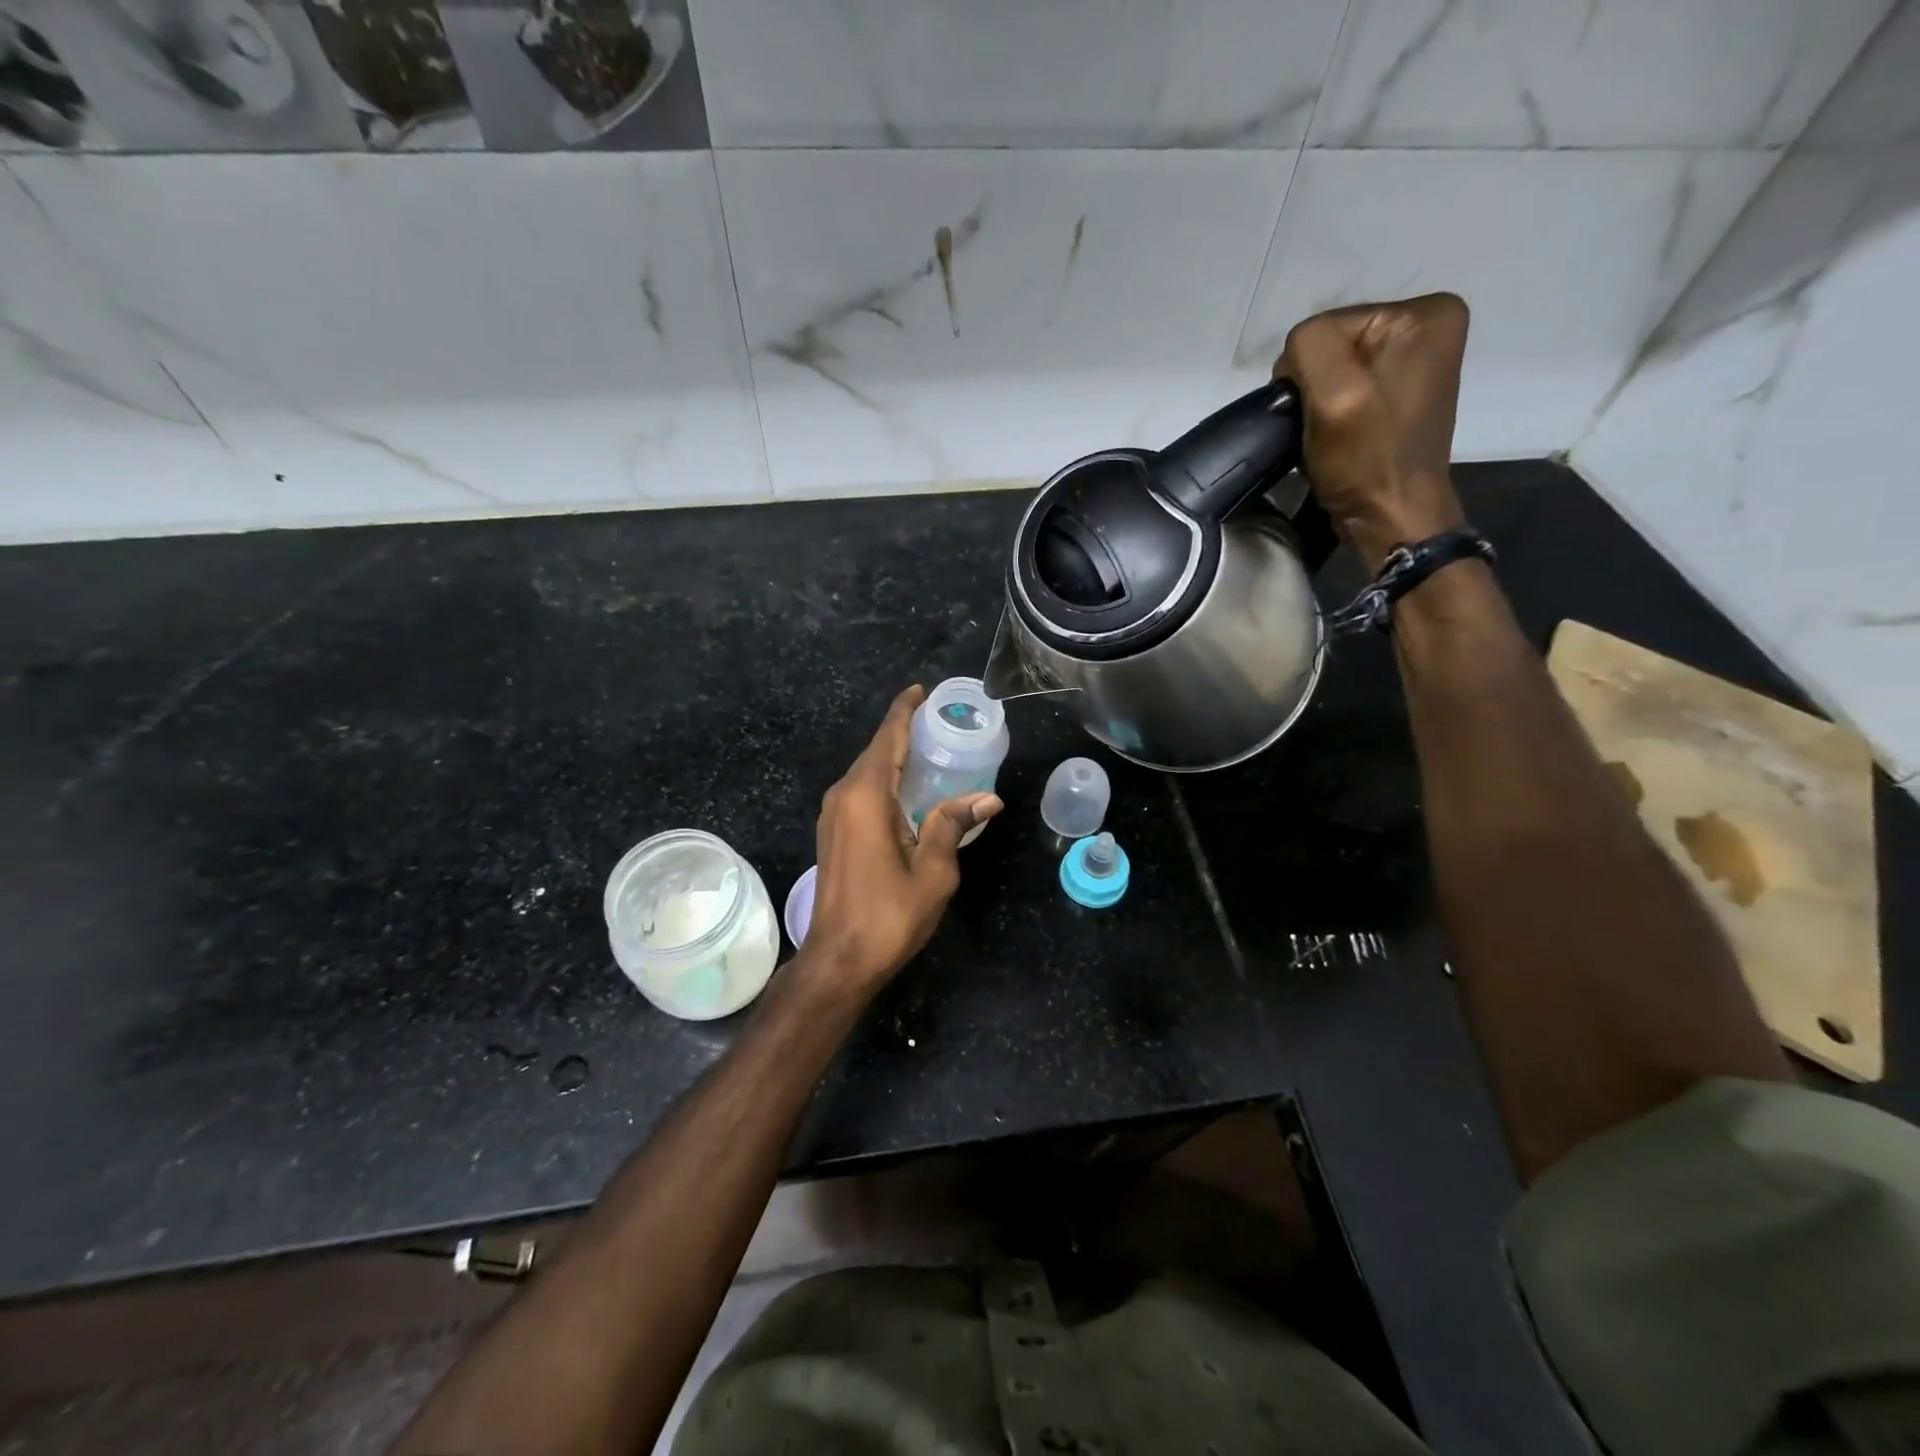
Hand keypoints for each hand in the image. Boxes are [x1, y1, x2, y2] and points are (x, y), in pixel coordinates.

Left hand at [800, 686, 1002, 994]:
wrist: (838, 960)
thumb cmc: (888, 916)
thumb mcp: (933, 872)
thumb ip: (952, 825)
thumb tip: (988, 798)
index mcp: (866, 797)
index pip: (887, 739)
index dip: (904, 712)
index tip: (921, 691)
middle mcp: (843, 797)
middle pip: (876, 751)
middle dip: (904, 732)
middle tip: (941, 722)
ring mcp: (833, 815)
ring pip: (867, 772)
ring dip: (894, 757)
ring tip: (931, 749)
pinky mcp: (833, 833)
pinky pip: (861, 791)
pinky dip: (885, 779)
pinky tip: (909, 787)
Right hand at [1276, 293, 1471, 570]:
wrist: (1390, 518)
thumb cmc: (1367, 459)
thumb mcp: (1335, 394)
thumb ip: (1310, 347)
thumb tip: (1294, 357)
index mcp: (1425, 314)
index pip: (1327, 325)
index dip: (1307, 371)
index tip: (1320, 412)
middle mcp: (1428, 326)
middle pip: (1332, 343)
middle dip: (1314, 385)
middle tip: (1322, 426)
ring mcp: (1414, 361)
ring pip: (1332, 367)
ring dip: (1319, 401)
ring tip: (1327, 433)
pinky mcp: (1398, 392)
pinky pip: (1344, 386)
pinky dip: (1330, 411)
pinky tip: (1336, 434)